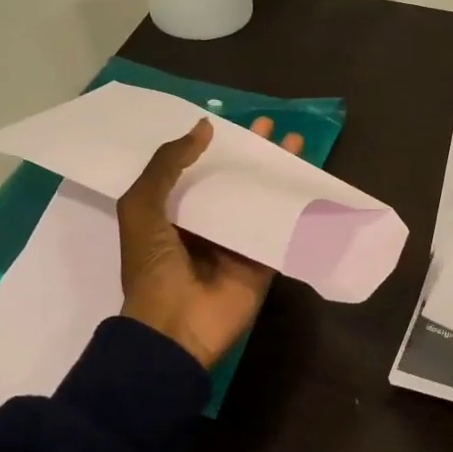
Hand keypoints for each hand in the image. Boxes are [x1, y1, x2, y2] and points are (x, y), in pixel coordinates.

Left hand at [116, 116, 303, 368]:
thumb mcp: (141, 207)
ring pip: (261, 200)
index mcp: (172, 212)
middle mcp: (206, 224)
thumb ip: (167, 165)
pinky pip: (280, 229)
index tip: (234, 123)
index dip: (215, 146)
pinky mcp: (261, 262)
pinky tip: (310, 184)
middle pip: (234, 182)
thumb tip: (204, 127)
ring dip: (277, 175)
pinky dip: (294, 209)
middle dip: (253, 155)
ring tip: (296, 144)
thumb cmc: (152, 266)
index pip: (197, 171)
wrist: (174, 328)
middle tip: (272, 127)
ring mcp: (236, 244)